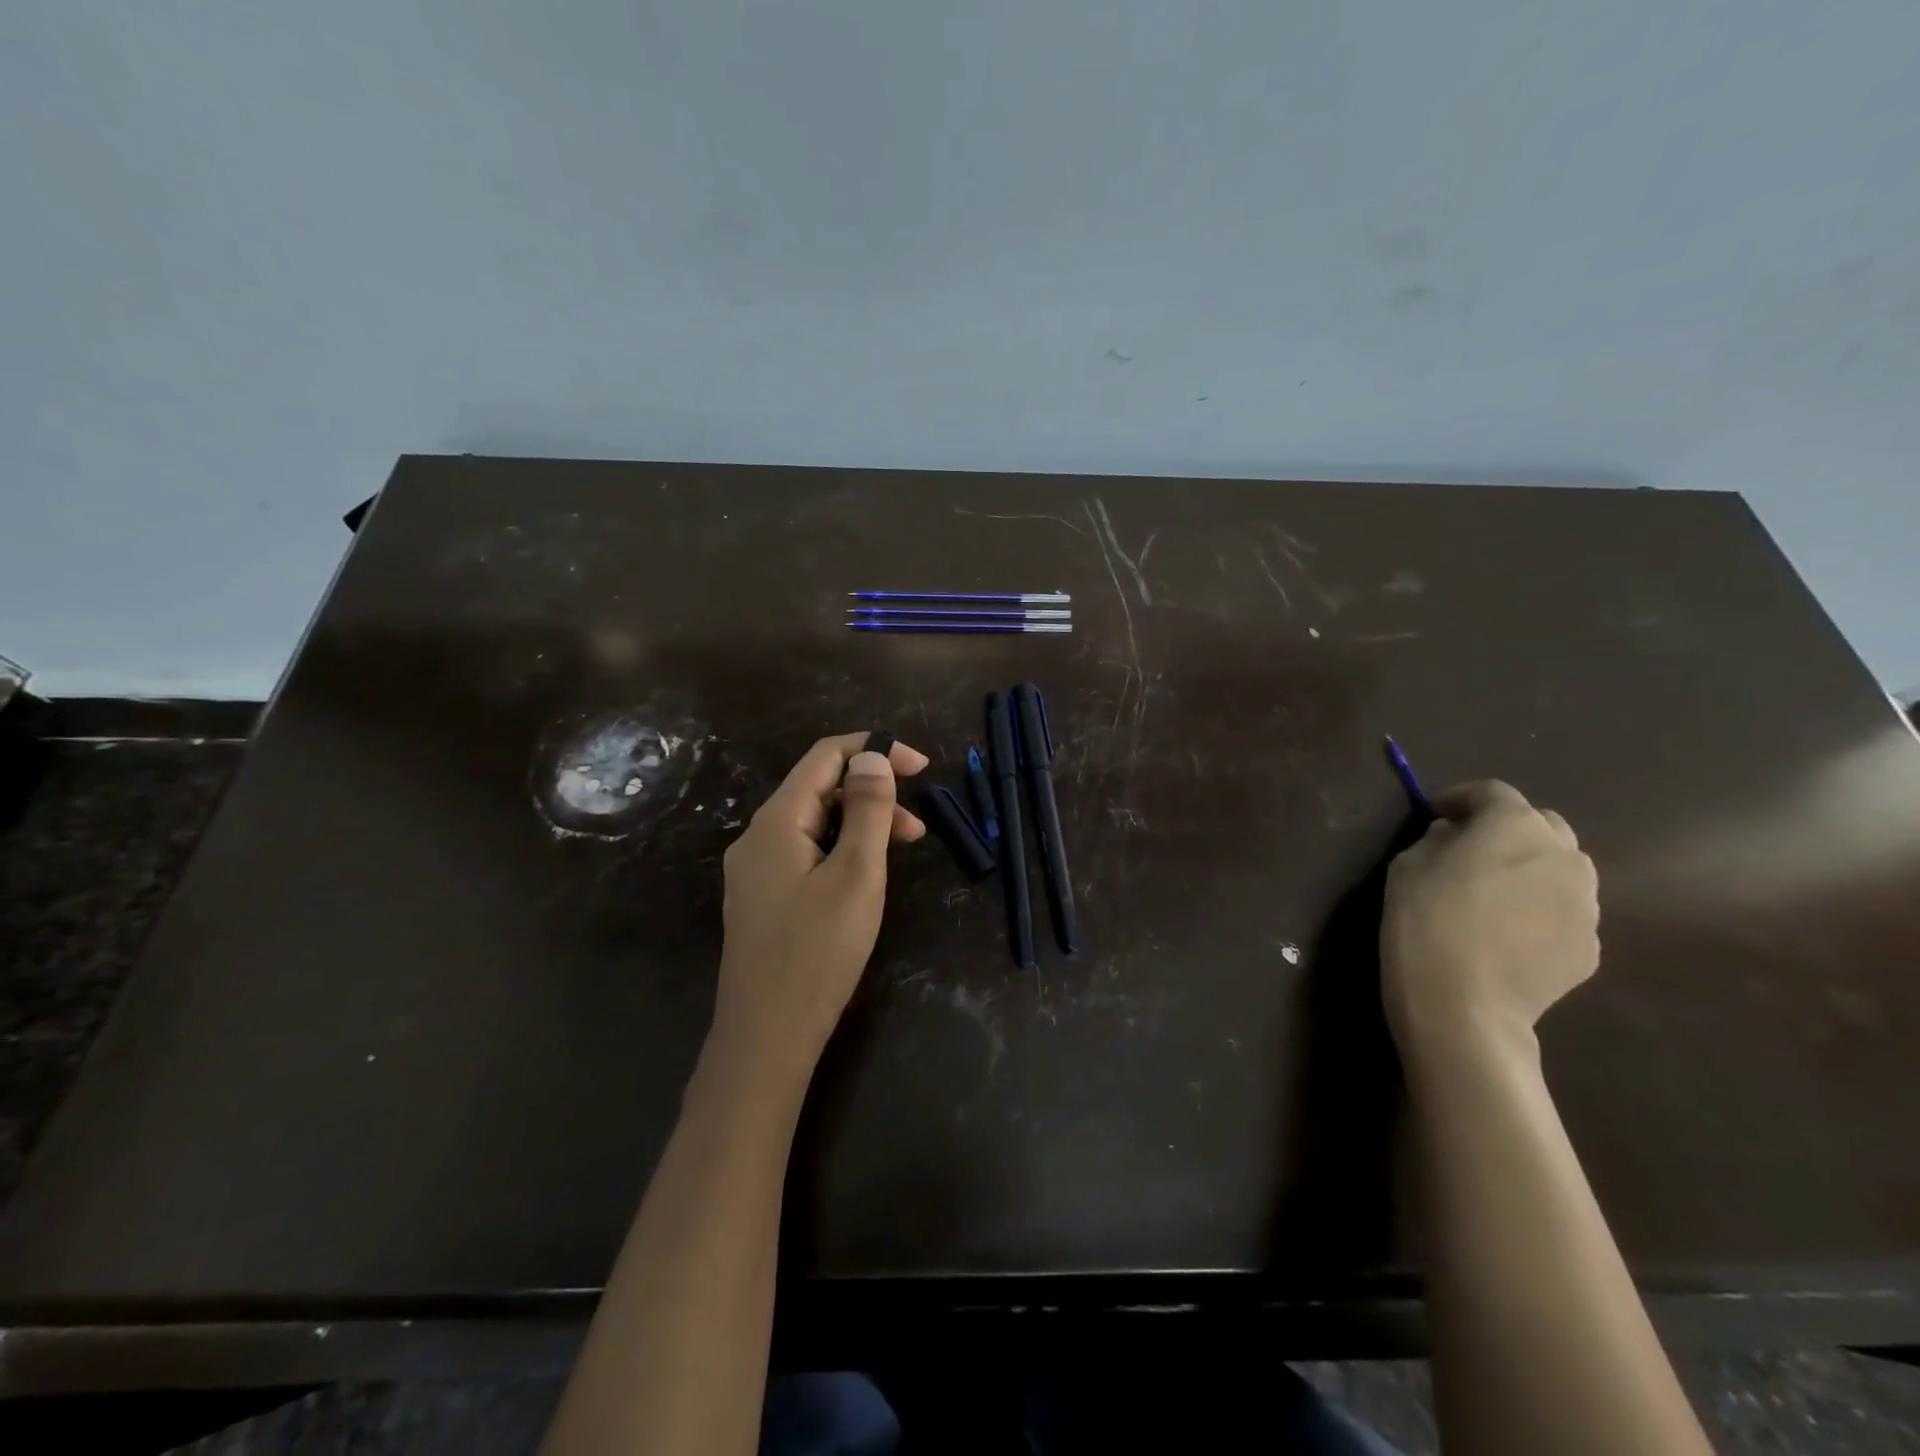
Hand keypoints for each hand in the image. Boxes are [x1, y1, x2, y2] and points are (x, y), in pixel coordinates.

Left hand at [711, 733, 928, 1087]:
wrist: (766, 1038)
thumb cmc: (818, 952)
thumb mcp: (856, 874)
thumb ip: (866, 810)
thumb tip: (872, 757)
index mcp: (777, 821)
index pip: (825, 756)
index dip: (874, 749)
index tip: (921, 766)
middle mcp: (758, 837)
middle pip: (819, 789)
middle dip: (872, 793)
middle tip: (919, 825)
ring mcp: (755, 870)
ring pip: (814, 824)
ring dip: (860, 824)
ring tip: (904, 850)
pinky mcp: (762, 899)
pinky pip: (805, 853)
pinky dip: (841, 850)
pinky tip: (865, 876)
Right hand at [1381, 780, 1598, 1061]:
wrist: (1463, 1002)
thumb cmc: (1424, 920)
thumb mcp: (1407, 865)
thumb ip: (1435, 840)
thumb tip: (1452, 836)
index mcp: (1515, 826)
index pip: (1492, 792)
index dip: (1461, 798)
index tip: (1436, 813)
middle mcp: (1563, 855)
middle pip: (1541, 824)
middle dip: (1507, 829)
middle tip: (1471, 850)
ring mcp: (1586, 902)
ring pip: (1561, 869)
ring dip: (1530, 868)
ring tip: (1495, 894)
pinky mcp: (1590, 945)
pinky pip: (1564, 912)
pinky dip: (1540, 910)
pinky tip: (1508, 934)